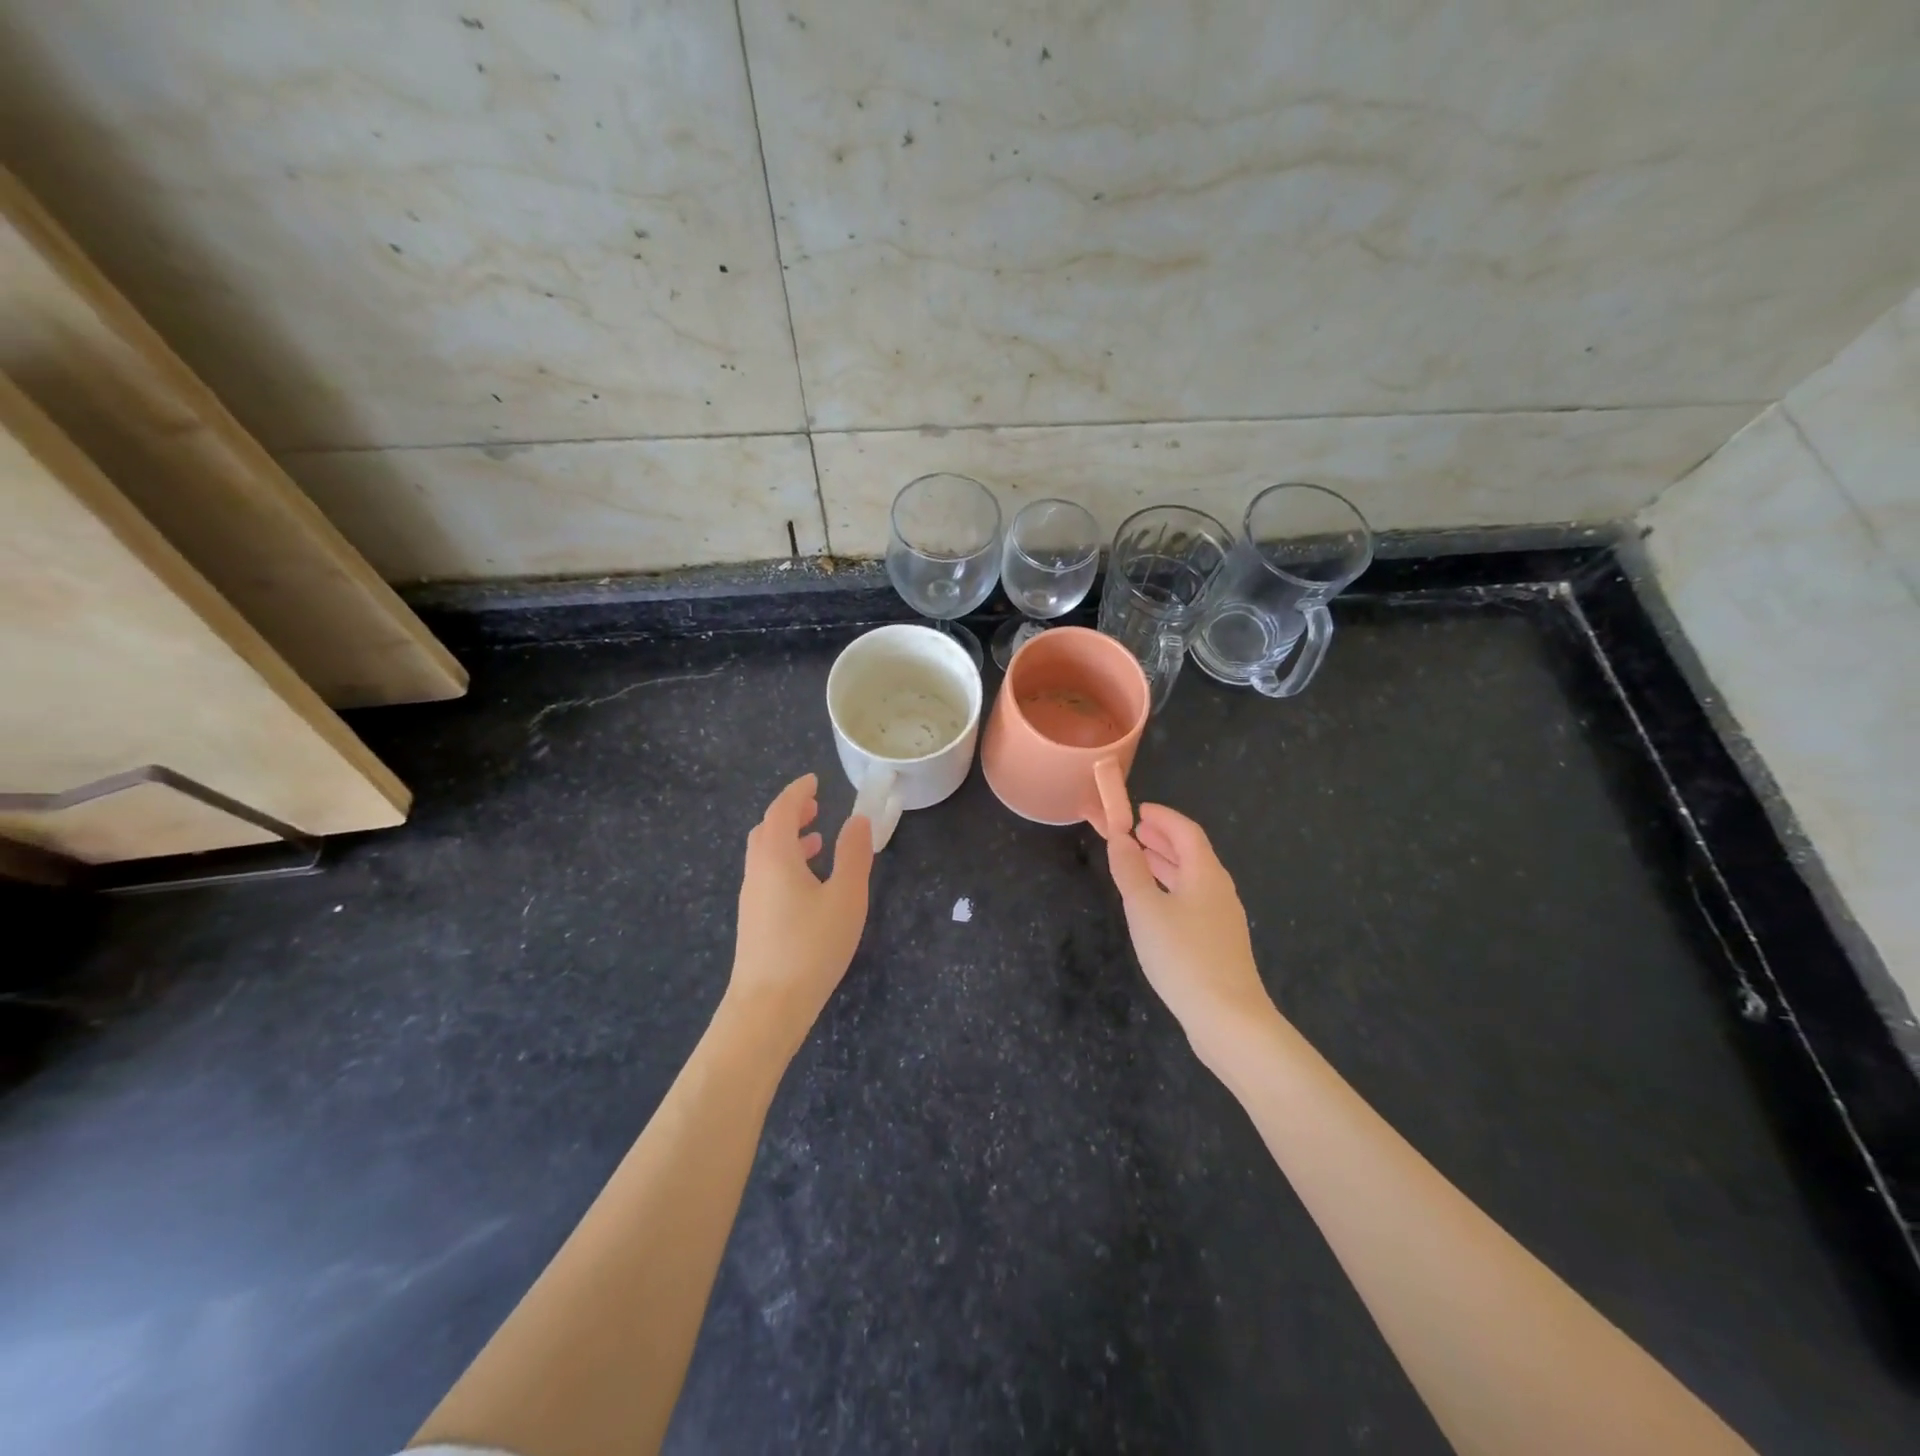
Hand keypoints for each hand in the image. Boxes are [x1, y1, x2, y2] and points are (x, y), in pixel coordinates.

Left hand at [727, 773, 874, 1054]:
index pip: (781, 810)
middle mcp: (757, 872)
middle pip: (767, 831)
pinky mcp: (754, 922)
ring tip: (818, 840)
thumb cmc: (811, 946)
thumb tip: (858, 820)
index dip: (797, 792)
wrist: (768, 1007)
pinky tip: (809, 885)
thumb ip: (853, 855)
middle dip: (790, 814)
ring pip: (766, 856)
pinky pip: (768, 876)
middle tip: (815, 806)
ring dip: (789, 840)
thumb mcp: (845, 897)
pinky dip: (787, 864)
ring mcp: (751, 899)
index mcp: (775, 857)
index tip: (814, 781)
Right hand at [1106, 803, 1275, 1061]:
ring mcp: (1222, 918)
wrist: (1228, 1019)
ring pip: (1192, 878)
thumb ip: (1130, 871)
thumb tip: (1120, 837)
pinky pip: (1193, 899)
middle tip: (1136, 831)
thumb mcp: (1146, 909)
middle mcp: (1218, 890)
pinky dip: (1171, 888)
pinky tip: (1156, 904)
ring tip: (1140, 860)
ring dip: (1166, 864)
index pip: (1186, 832)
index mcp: (1205, 874)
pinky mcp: (1219, 943)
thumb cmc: (1183, 956)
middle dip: (1163, 839)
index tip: (1139, 809)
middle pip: (1192, 853)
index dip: (1163, 817)